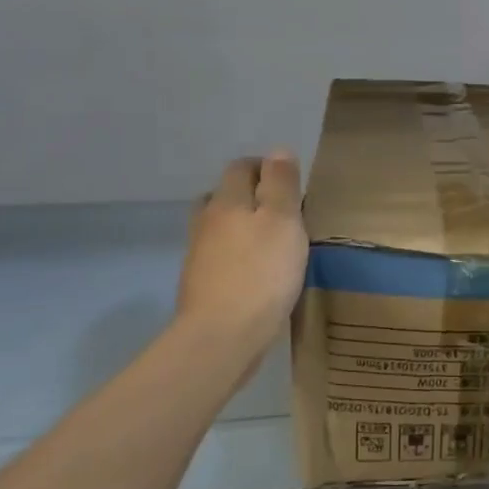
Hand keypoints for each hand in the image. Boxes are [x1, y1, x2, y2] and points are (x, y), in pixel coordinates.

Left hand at [178, 151, 308, 359]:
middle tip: (280, 212)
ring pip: (219, 228)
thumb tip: (278, 151)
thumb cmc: (261, 273)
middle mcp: (206, 222)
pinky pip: (219, 258)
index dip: (265, 167)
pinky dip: (235, 256)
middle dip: (248, 196)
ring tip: (269, 242)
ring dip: (240, 227)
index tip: (290, 183)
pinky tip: (255, 273)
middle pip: (223, 196)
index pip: (241, 167)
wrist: (222, 337)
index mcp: (227, 201)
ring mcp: (199, 256)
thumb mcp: (283, 220)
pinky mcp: (200, 286)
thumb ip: (281, 184)